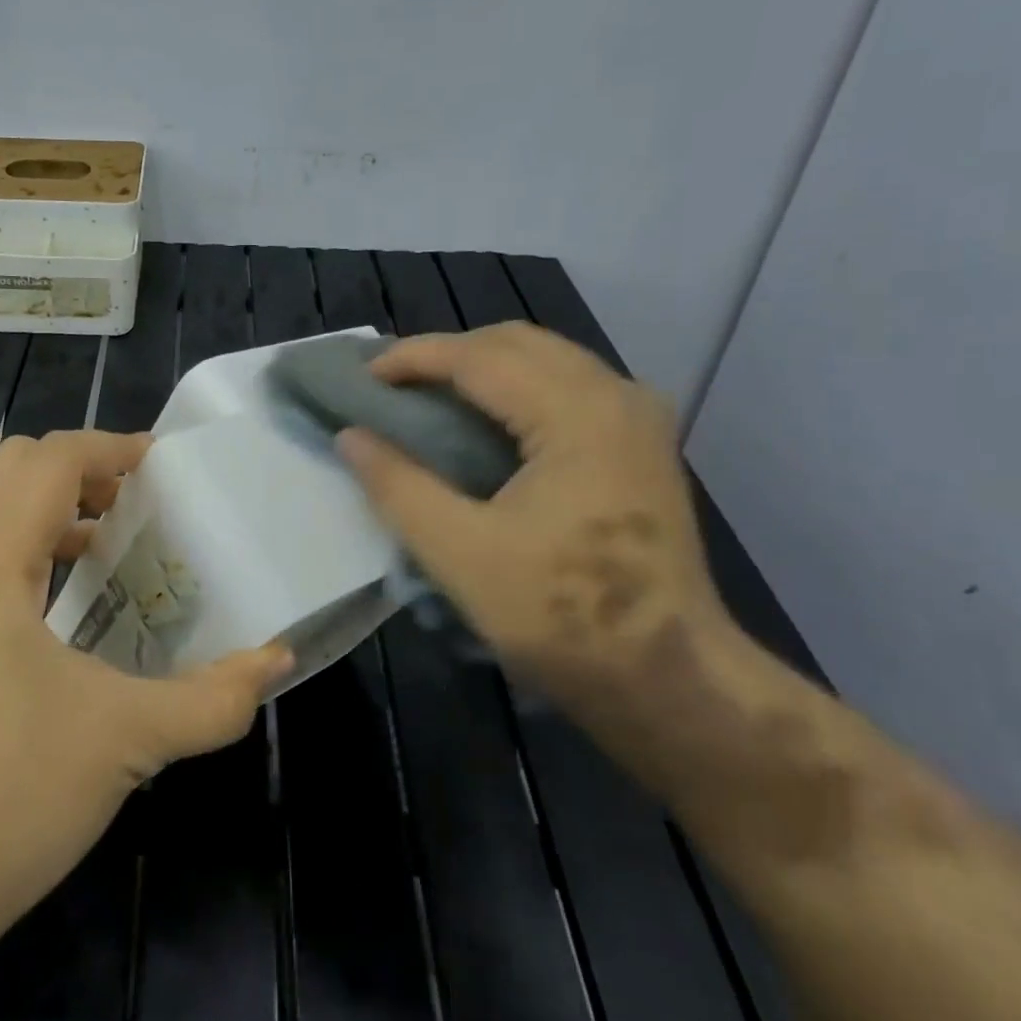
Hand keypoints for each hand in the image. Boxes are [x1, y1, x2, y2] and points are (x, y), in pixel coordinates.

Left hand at [0, 429, 290, 948]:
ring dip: (49, 501)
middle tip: (136, 499)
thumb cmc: (18, 796)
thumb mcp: (131, 739)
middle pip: (12, 466)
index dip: (108, 448)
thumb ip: (215, 697)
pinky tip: (50, 588)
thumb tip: (277, 658)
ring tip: (107, 537)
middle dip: (80, 467)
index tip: (160, 466)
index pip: (46, 462)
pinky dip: (16, 539)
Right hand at [336, 322, 732, 694]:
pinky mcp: (642, 440)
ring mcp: (637, 416)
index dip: (413, 358)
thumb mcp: (460, 554)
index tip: (363, 376)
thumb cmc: (562, 617)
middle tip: (393, 386)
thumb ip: (397, 486)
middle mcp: (615, 395)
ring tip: (430, 395)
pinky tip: (488, 417)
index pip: (479, 356)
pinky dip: (516, 383)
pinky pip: (568, 381)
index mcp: (576, 415)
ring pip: (544, 356)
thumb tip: (349, 435)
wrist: (671, 678)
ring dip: (481, 364)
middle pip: (515, 341)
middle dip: (446, 353)